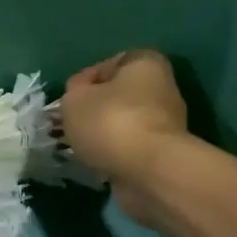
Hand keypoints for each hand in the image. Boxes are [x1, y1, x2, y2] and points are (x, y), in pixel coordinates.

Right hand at [59, 50, 190, 218]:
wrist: (149, 173)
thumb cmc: (111, 122)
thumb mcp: (74, 99)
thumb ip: (73, 93)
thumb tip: (80, 99)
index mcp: (145, 63)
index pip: (110, 63)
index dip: (85, 80)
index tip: (69, 98)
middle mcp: (162, 89)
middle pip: (119, 96)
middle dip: (95, 110)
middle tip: (71, 124)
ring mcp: (166, 124)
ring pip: (124, 124)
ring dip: (103, 135)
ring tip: (79, 148)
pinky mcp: (163, 154)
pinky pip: (130, 149)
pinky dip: (114, 155)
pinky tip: (95, 164)